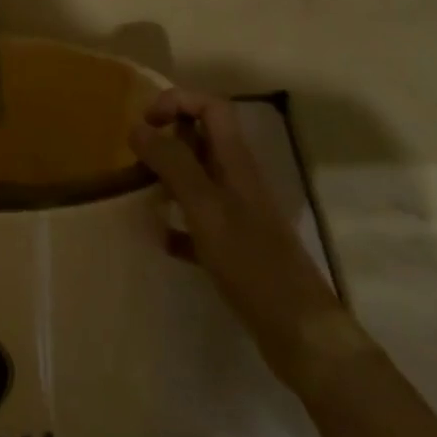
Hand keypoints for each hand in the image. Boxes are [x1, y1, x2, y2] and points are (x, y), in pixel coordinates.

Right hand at [132, 90, 364, 387]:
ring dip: (168, 176)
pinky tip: (159, 238)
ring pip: (198, 177)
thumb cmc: (251, 262)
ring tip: (139, 189)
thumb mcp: (205, 207)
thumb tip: (137, 127)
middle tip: (136, 156)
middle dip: (167, 137)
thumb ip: (172, 163)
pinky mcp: (235, 247)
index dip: (177, 101)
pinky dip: (176, 222)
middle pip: (202, 138)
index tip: (145, 121)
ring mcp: (238, 214)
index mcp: (235, 161)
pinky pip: (198, 221)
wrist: (300, 334)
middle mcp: (237, 179)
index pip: (210, 106)